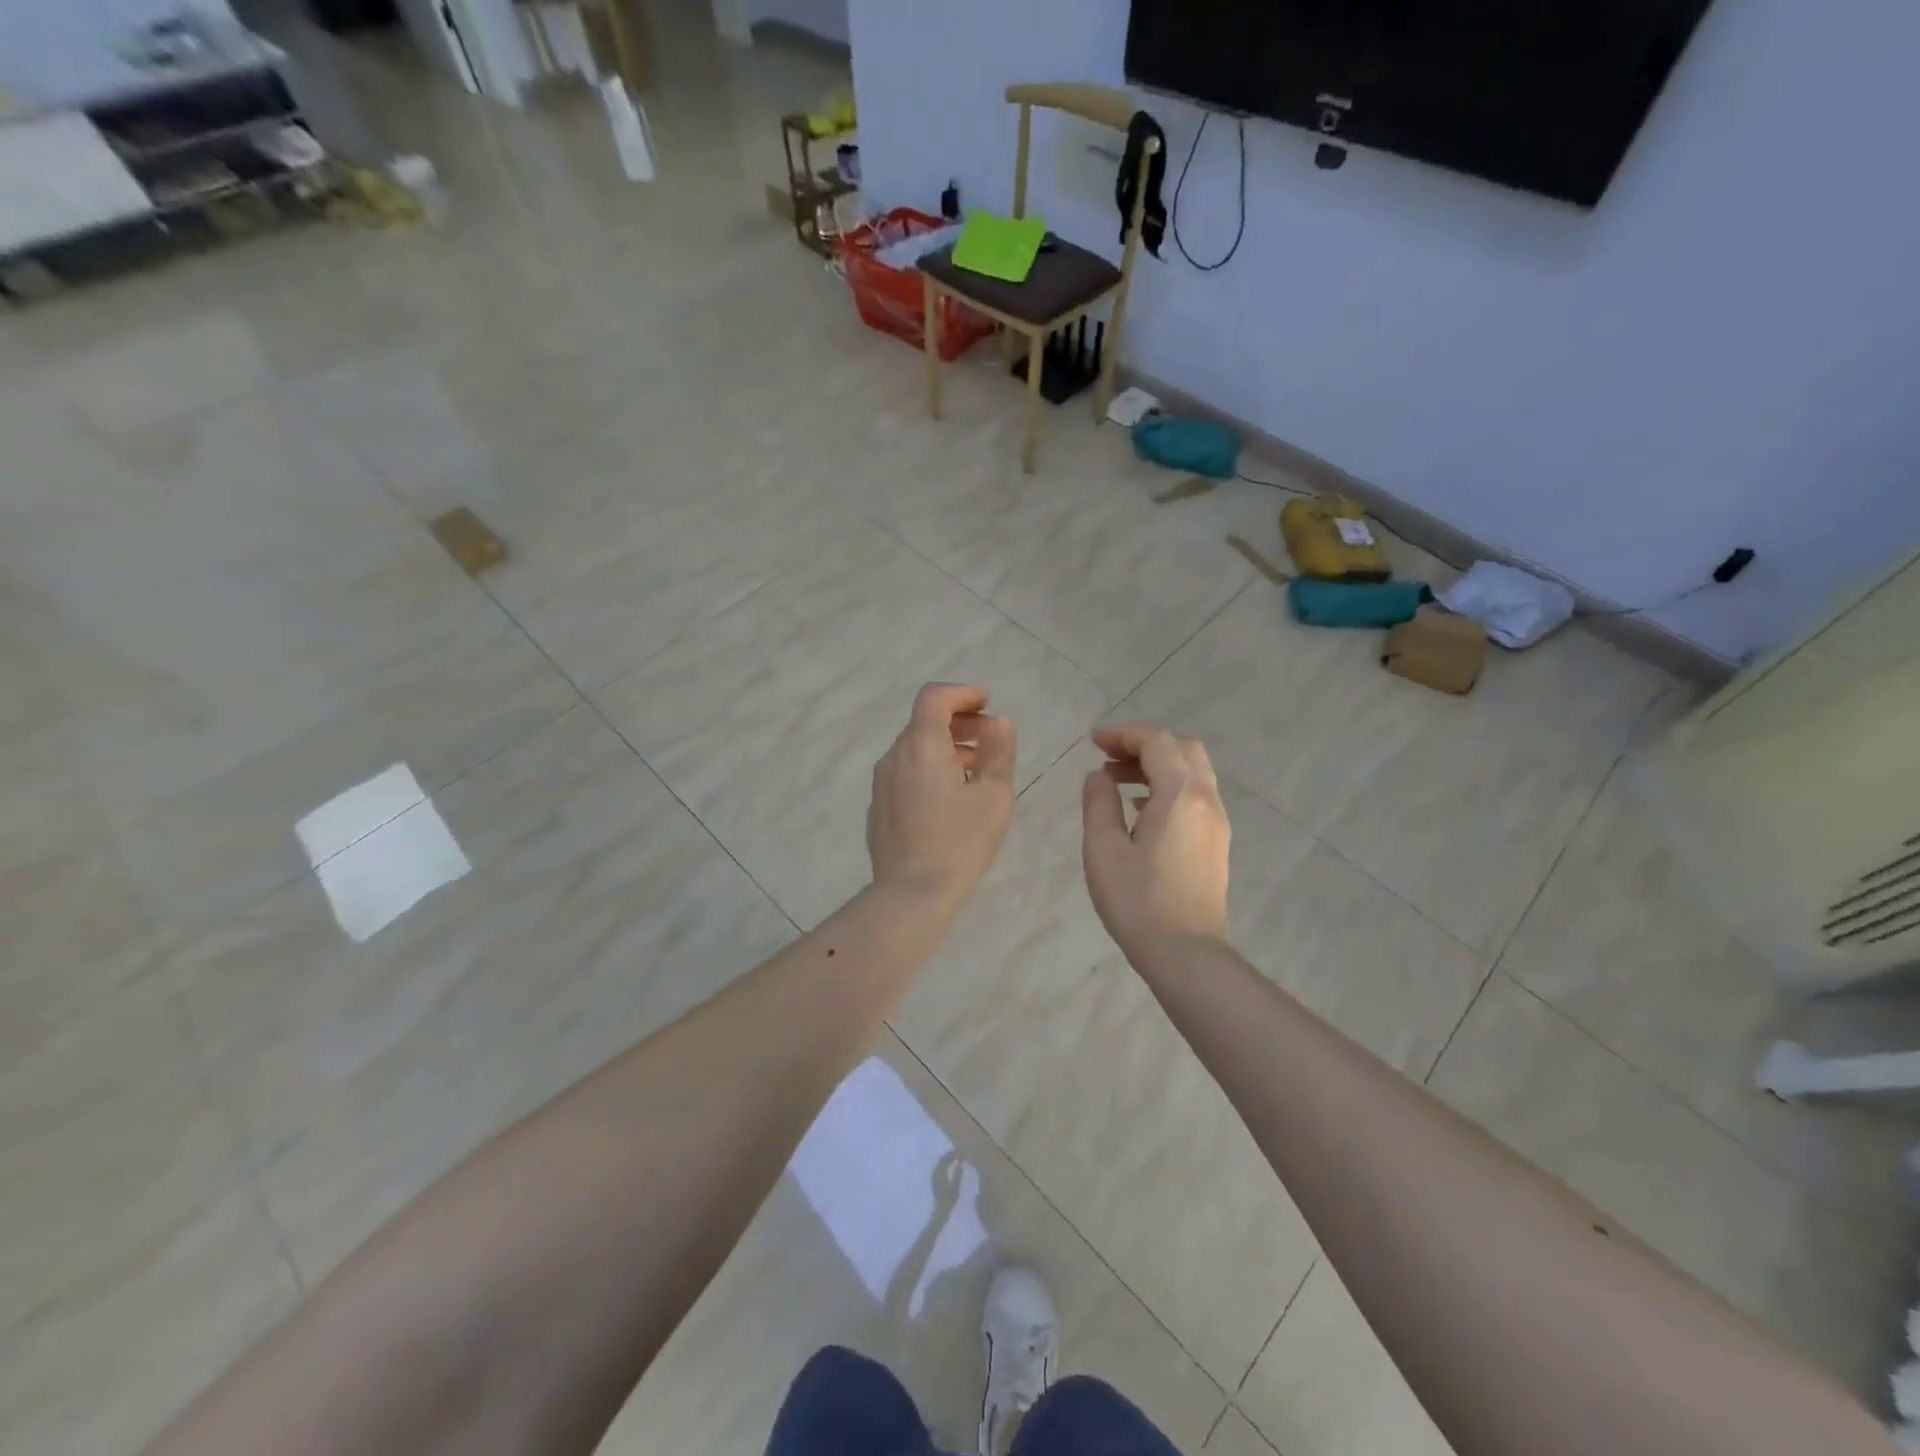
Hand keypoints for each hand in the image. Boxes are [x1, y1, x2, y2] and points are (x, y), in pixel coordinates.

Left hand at [867, 683, 1017, 912]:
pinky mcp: (878, 806)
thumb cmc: (959, 843)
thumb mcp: (993, 796)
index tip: (987, 704)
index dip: (963, 693)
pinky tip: (951, 796)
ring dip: (946, 747)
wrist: (910, 895)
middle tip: (991, 739)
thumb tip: (1000, 722)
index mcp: (921, 745)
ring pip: (915, 749)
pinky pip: (906, 772)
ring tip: (977, 770)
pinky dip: (930, 768)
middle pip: (924, 721)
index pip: (934, 697)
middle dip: (960, 722)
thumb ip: (999, 752)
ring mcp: (882, 782)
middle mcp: (894, 756)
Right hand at [1081, 723, 1231, 962]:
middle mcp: (1206, 800)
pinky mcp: (1216, 842)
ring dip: (1157, 765)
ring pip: (1193, 772)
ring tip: (1118, 782)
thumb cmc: (1138, 901)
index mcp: (1180, 795)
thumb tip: (1099, 776)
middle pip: (1182, 749)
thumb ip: (1099, 803)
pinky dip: (1169, 786)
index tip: (1093, 743)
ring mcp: (1216, 822)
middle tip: (1108, 758)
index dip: (1123, 735)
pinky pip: (1196, 795)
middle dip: (1144, 745)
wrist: (1186, 954)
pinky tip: (1141, 809)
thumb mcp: (1103, 849)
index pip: (1157, 742)